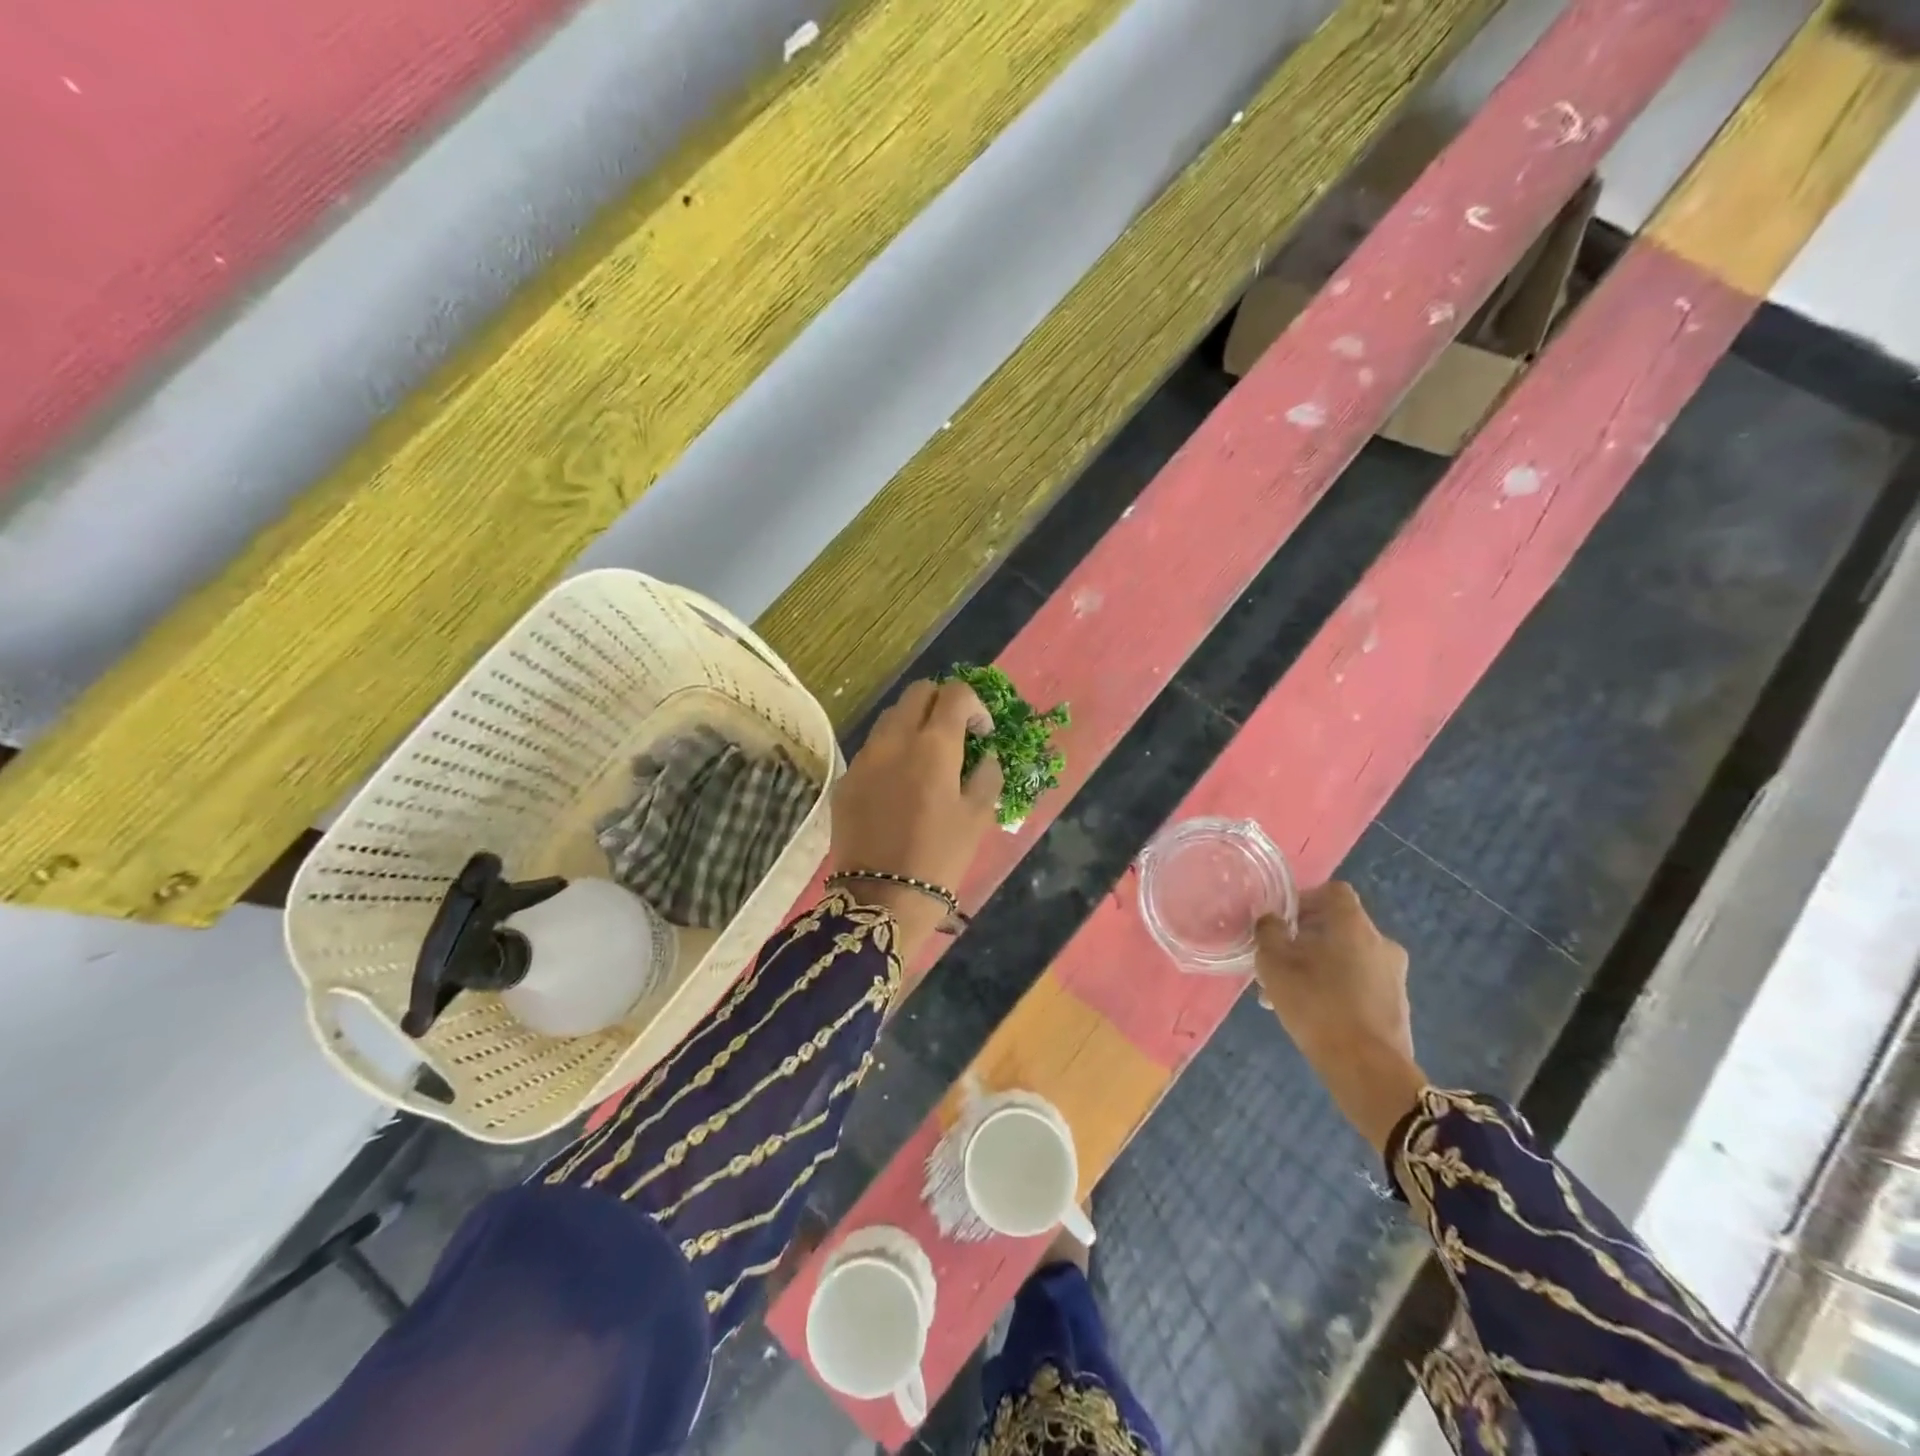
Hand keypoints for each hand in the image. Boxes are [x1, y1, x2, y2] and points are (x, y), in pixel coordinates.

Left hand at [829, 680, 1003, 954]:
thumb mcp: (977, 817)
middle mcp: (894, 740)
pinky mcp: (846, 780)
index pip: (954, 694)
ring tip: (926, 759)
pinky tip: (899, 787)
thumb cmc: (940, 858)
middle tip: (955, 734)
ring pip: (890, 718)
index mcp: (934, 745)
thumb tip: (985, 756)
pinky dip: (891, 753)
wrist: (881, 898)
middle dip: (941, 704)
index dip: (974, 706)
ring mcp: (864, 758)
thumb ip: (986, 775)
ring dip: (913, 725)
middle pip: (917, 693)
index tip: (982, 733)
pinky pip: (872, 750)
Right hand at [1255, 882, 1425, 1151]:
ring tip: (1288, 994)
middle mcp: (1381, 943)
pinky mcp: (1397, 1005)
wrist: (1367, 1070)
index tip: (1283, 921)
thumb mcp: (1274, 965)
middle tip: (1279, 961)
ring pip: (1347, 958)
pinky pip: (1360, 983)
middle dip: (1306, 939)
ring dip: (1319, 966)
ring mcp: (1394, 976)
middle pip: (1339, 927)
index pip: (1334, 892)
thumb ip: (1269, 933)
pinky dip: (1337, 988)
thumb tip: (1271, 920)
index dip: (1305, 899)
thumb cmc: (1316, 1005)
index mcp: (1354, 925)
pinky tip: (1313, 1013)